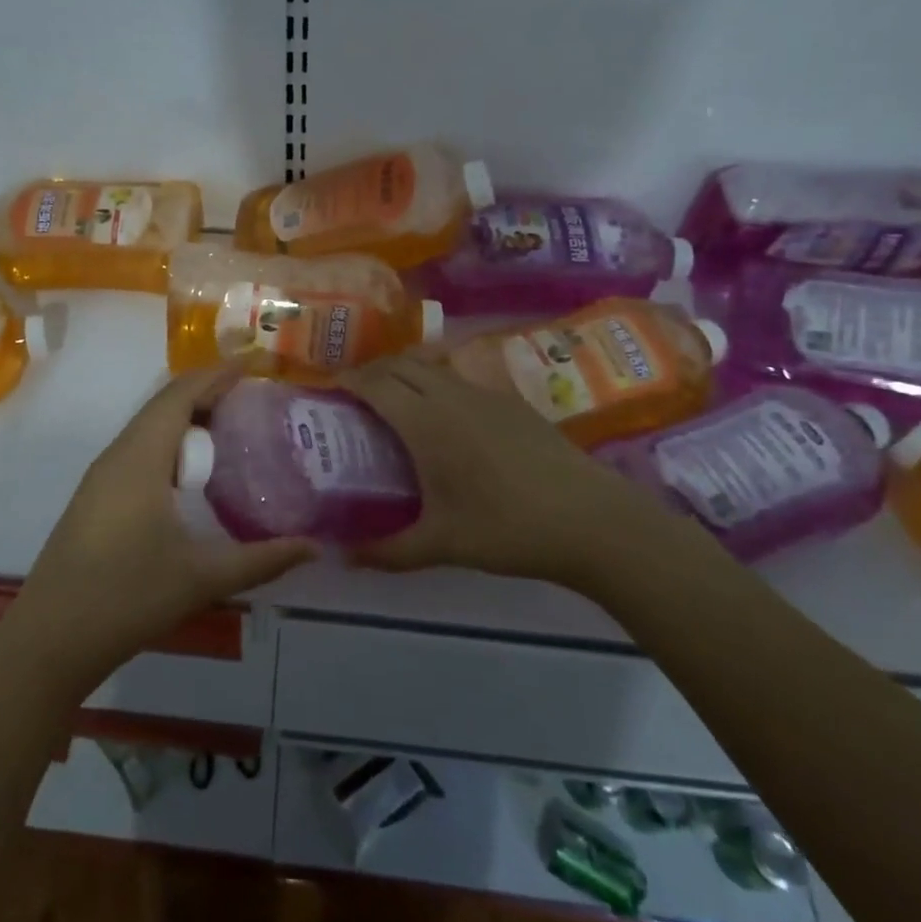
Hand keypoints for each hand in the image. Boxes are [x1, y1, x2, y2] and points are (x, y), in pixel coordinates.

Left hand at [7, 366, 317, 690]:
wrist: (50, 639)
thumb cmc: (127, 596)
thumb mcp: (202, 577)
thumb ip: (262, 560)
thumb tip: (314, 547)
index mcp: (141, 457)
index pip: (180, 394)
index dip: (217, 374)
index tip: (254, 364)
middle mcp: (118, 455)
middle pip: (163, 405)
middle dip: (207, 392)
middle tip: (253, 397)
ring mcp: (102, 477)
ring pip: (149, 429)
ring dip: (187, 419)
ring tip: (231, 428)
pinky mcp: (96, 499)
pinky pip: (139, 451)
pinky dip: (171, 445)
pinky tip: (193, 475)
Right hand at [338, 355, 687, 589]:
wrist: (593, 521)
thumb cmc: (508, 529)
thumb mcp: (442, 545)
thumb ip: (388, 551)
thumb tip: (343, 558)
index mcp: (426, 422)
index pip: (375, 383)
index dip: (347, 380)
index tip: (327, 389)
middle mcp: (452, 395)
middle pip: (401, 364)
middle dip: (371, 371)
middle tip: (354, 396)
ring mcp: (486, 393)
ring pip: (433, 365)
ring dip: (406, 372)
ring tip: (395, 400)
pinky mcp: (512, 401)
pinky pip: (461, 376)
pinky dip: (437, 381)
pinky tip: (445, 415)